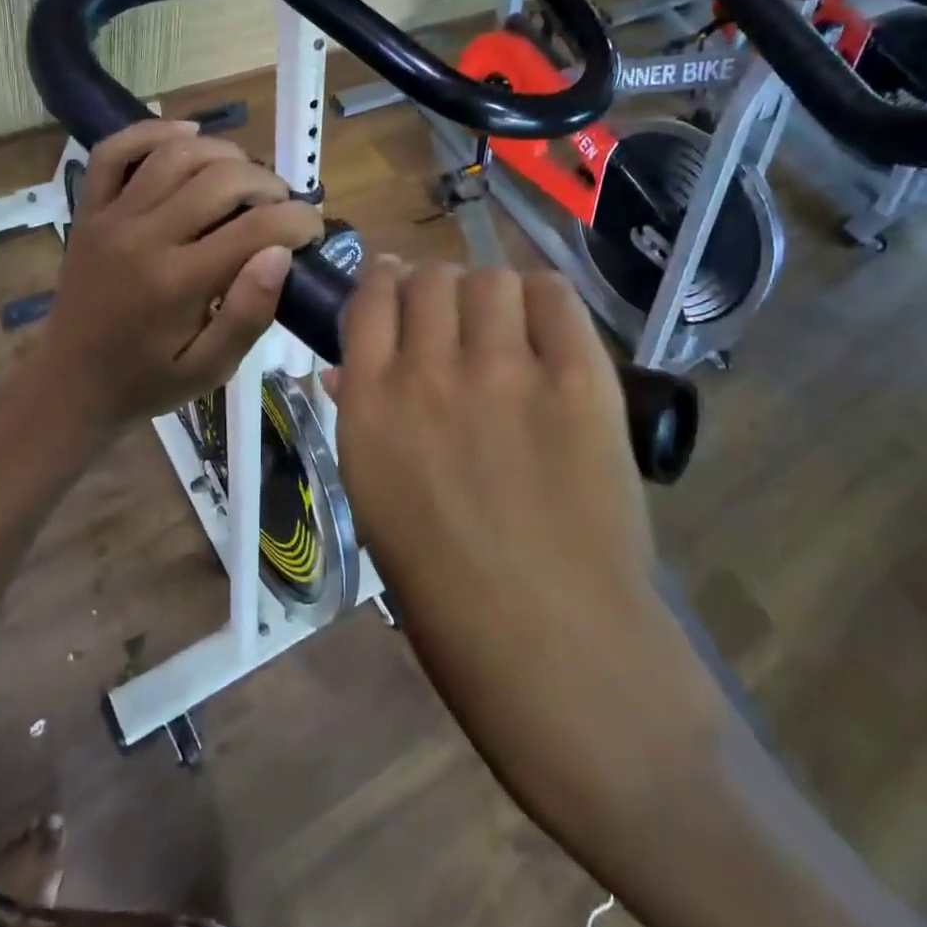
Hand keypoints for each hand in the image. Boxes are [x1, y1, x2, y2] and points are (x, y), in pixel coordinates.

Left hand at [29, 119, 322, 433]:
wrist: (71, 383)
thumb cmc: (148, 381)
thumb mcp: (210, 369)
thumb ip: (248, 314)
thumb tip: (281, 254)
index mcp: (178, 282)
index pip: (256, 227)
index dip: (299, 220)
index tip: (314, 229)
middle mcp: (144, 237)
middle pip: (221, 179)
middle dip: (268, 185)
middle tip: (282, 208)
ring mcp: (111, 217)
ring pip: (176, 154)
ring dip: (225, 154)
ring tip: (248, 177)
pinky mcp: (89, 209)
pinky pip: (115, 151)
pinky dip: (152, 131)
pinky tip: (188, 133)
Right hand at [329, 261, 719, 793]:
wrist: (552, 647)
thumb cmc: (443, 590)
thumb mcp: (374, 499)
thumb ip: (360, 418)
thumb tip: (346, 368)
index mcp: (370, 407)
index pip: (368, 301)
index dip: (381, 280)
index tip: (392, 280)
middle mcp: (430, 374)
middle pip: (429, 279)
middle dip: (434, 287)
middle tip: (452, 313)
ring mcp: (507, 374)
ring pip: (490, 280)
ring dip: (489, 294)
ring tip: (502, 325)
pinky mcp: (580, 382)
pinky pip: (555, 299)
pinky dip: (543, 301)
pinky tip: (544, 327)